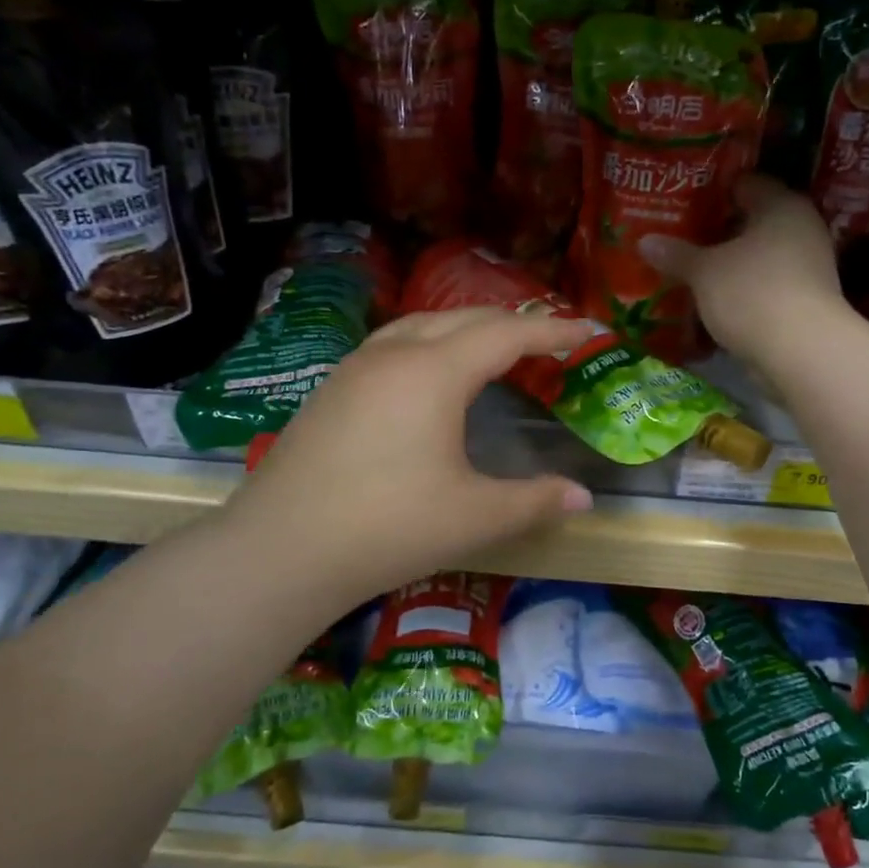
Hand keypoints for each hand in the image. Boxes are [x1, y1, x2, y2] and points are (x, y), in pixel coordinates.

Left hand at [225, 308, 594, 602]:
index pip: (507, 334)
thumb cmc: (388, 527)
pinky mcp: (332, 388)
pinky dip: (432, 343)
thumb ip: (536, 501)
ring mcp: (356, 367)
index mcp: (435, 372)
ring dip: (468, 328)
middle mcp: (395, 353)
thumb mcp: (474, 517)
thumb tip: (585, 498)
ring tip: (496, 350)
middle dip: (514, 323)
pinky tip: (431, 376)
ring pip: (424, 324)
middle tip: (550, 341)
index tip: (588, 333)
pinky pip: (395, 343)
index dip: (552, 331)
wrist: (280, 550)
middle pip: (466, 318)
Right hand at [639, 174, 848, 367]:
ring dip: (729, 265)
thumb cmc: (752, 292)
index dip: (713, 190)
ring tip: (690, 271)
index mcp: (782, 205)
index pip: (745, 183)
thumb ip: (676, 254)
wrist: (801, 352)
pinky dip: (741, 291)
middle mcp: (801, 228)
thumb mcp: (705, 272)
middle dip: (717, 231)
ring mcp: (807, 267)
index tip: (682, 201)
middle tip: (679, 236)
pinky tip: (712, 301)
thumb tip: (645, 241)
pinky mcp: (804, 301)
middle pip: (752, 221)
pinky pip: (764, 286)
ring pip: (758, 257)